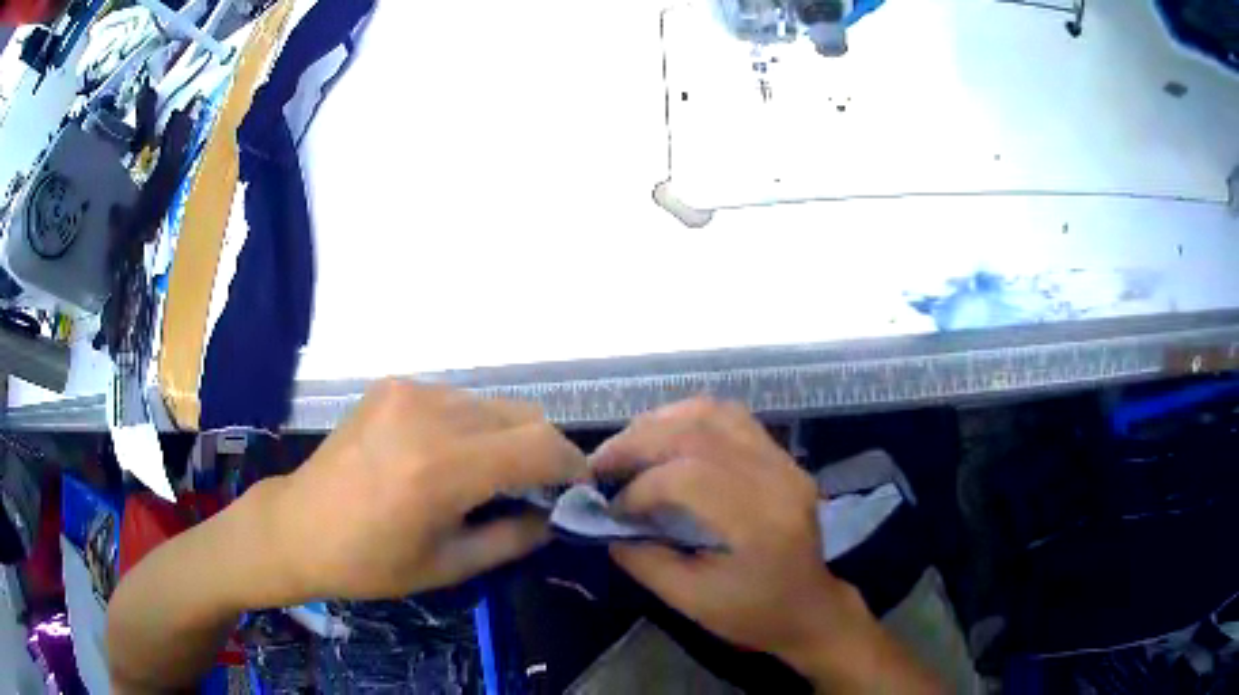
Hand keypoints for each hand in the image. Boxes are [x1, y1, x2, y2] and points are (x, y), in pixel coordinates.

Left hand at [271, 380, 586, 600]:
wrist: (299, 526)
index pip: (540, 445)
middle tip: (531, 489)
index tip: (576, 489)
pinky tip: (443, 456)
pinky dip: (469, 425)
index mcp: (442, 468)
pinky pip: (456, 399)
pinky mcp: (392, 385)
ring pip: (492, 404)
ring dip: (505, 437)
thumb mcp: (450, 566)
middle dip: (542, 452)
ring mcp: (408, 392)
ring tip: (484, 475)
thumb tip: (554, 515)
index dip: (571, 465)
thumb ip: (515, 538)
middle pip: (524, 415)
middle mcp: (429, 415)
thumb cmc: (370, 562)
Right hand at [592, 400, 865, 660]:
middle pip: (698, 433)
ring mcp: (784, 461)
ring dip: (661, 422)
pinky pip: (731, 418)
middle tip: (601, 464)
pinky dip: (688, 420)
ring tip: (627, 446)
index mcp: (760, 521)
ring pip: (714, 413)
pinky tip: (664, 438)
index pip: (689, 478)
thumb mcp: (694, 602)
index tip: (612, 510)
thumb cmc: (755, 614)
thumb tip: (606, 526)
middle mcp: (777, 477)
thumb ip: (646, 561)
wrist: (811, 608)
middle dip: (638, 443)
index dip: (640, 489)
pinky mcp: (781, 457)